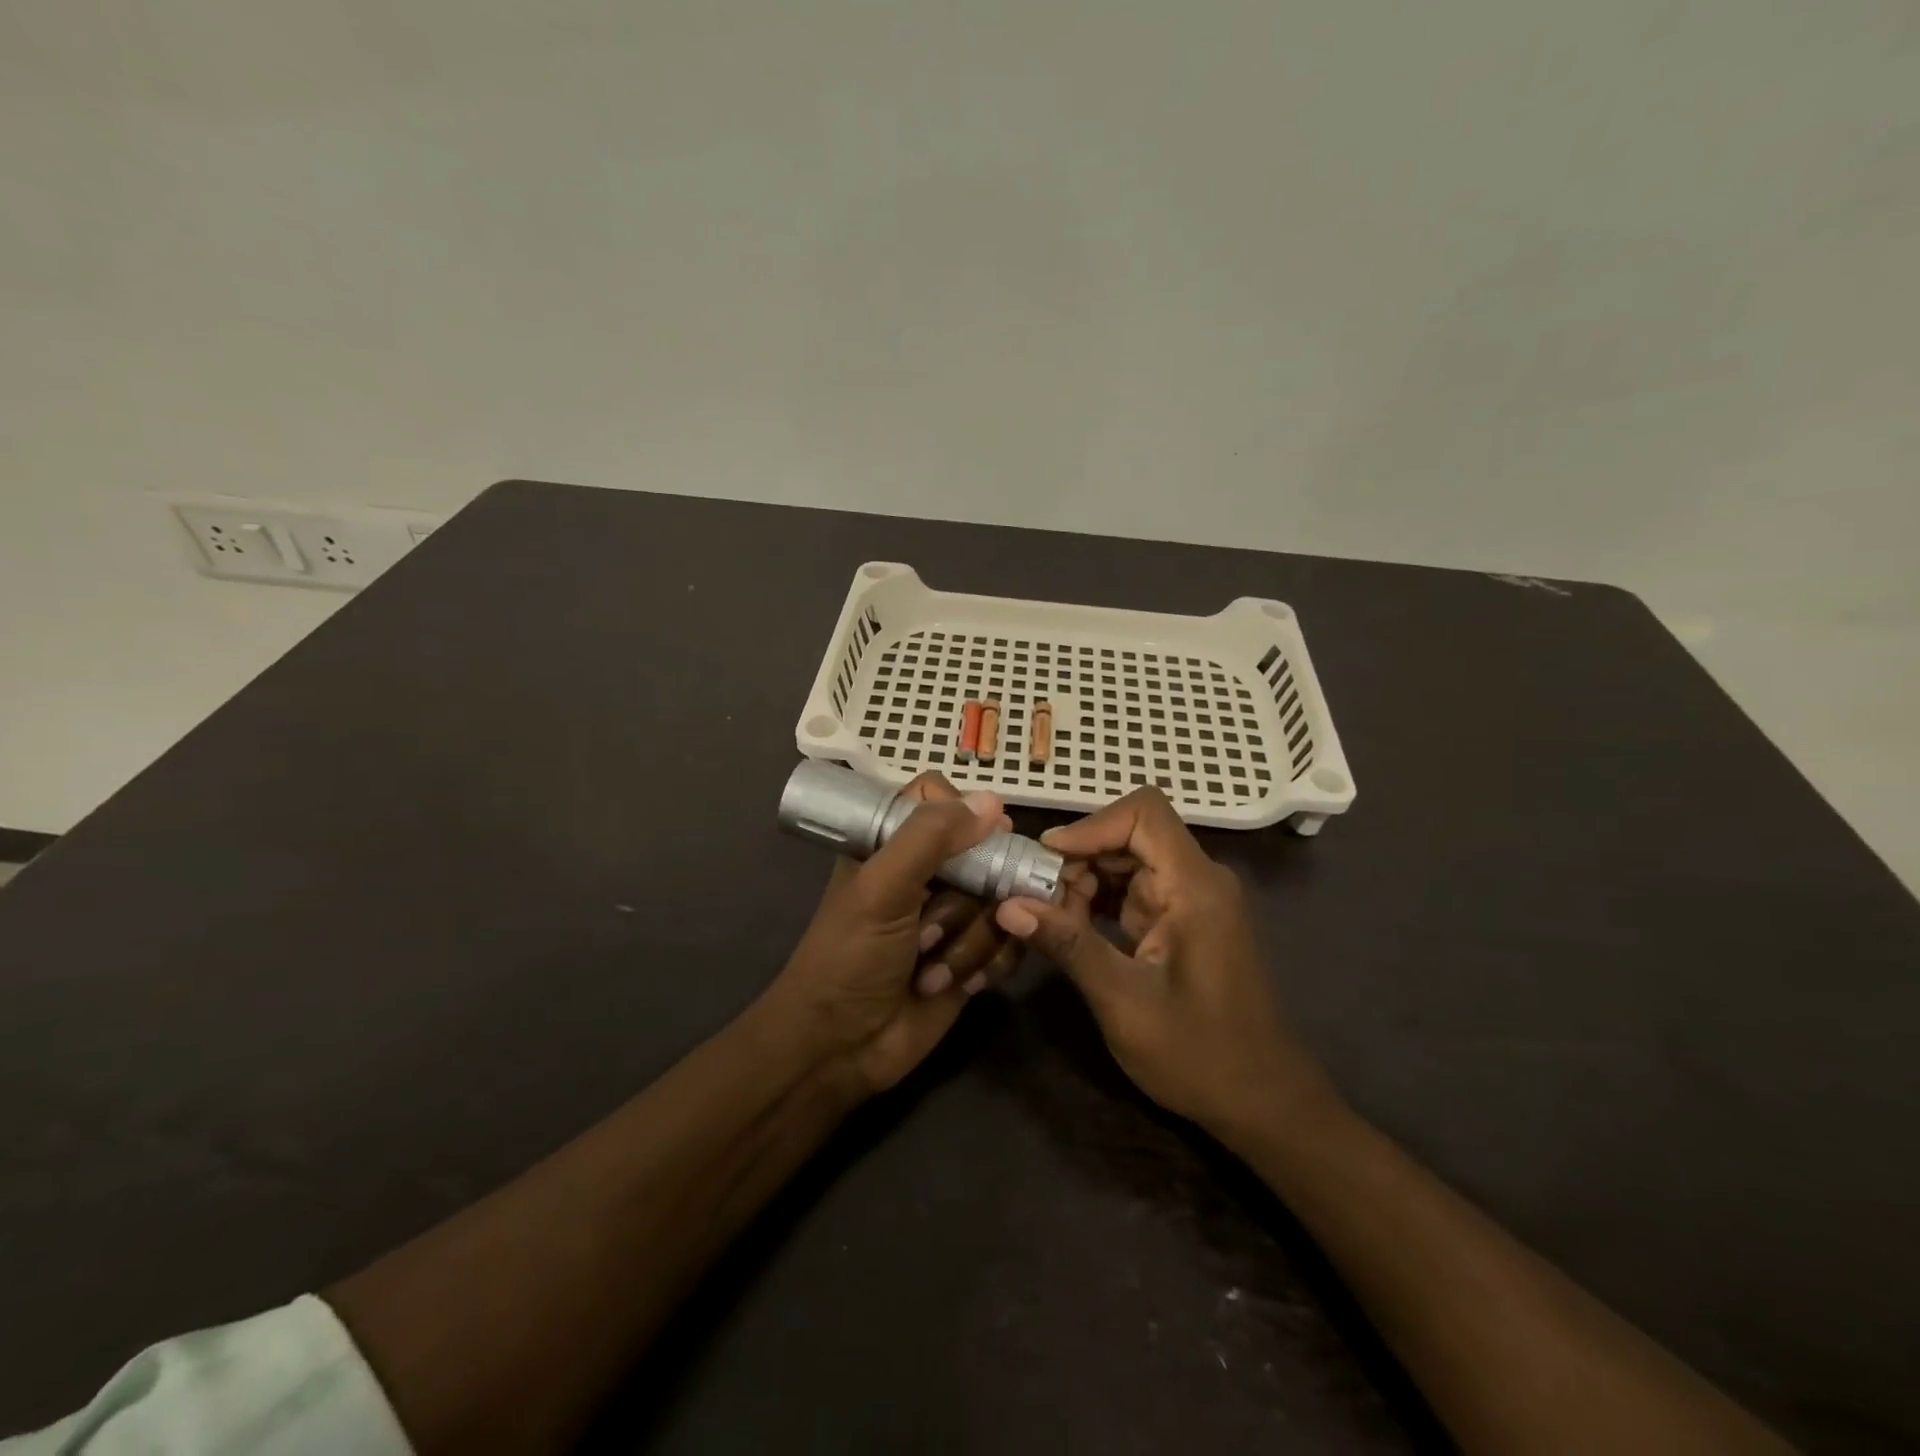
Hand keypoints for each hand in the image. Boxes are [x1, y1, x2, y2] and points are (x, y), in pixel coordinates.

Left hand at [763, 774, 1020, 1096]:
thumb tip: (993, 801)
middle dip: (967, 901)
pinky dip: (988, 965)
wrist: (841, 1049)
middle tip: (928, 934)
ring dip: (970, 943)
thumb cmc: (850, 958)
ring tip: (930, 973)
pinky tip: (961, 986)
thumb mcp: (882, 888)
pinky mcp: (974, 955)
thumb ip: (931, 838)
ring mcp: (954, 915)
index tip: (973, 845)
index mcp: (894, 843)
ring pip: (1002, 901)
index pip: (942, 800)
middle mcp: (928, 872)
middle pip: (986, 853)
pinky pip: (1011, 941)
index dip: (964, 817)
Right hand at [994, 787, 1338, 1138]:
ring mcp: (1190, 900)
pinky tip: (1068, 928)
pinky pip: (1132, 890)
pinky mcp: (1180, 920)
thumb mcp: (1124, 1002)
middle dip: (1078, 857)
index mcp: (1194, 887)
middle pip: (1130, 834)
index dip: (1091, 825)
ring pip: (1126, 861)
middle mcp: (1196, 880)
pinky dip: (1097, 901)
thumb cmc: (1199, 1055)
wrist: (1261, 1101)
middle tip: (1034, 895)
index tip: (1046, 858)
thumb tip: (1008, 905)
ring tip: (1046, 916)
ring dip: (1083, 880)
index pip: (1143, 813)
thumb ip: (1069, 946)